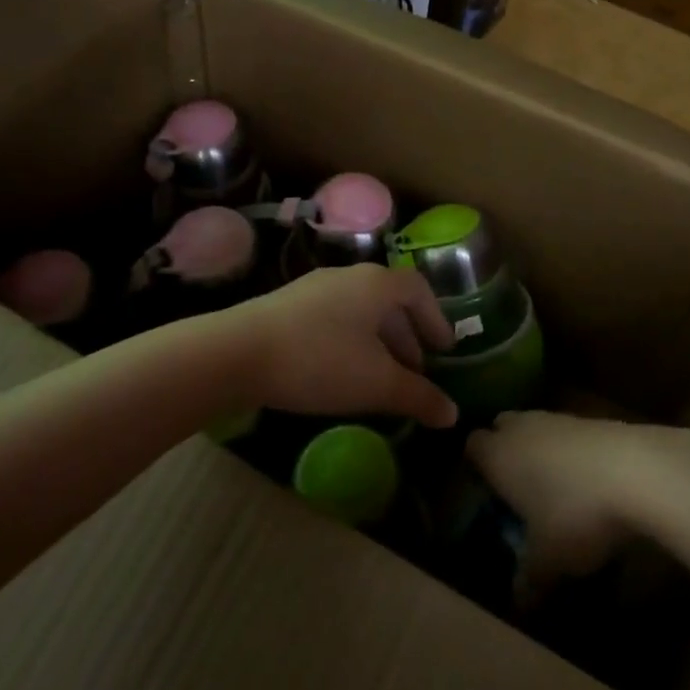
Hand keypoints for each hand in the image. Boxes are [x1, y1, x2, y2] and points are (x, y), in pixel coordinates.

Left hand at [236, 265, 458, 428]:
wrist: (237, 352)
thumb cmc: (320, 361)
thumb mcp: (376, 384)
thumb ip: (418, 396)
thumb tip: (451, 413)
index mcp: (377, 284)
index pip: (418, 290)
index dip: (435, 319)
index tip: (444, 349)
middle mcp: (349, 276)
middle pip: (388, 300)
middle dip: (406, 336)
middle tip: (414, 371)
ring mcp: (315, 287)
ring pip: (360, 310)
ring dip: (377, 341)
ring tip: (379, 377)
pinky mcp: (288, 304)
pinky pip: (334, 317)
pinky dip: (350, 340)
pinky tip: (340, 372)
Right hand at [467, 412, 689, 583]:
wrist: (636, 470)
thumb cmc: (575, 513)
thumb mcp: (548, 559)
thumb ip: (528, 578)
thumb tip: (518, 599)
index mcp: (497, 454)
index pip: (472, 446)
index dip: (476, 466)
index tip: (485, 492)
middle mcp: (521, 428)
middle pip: (502, 427)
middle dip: (506, 451)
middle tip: (517, 488)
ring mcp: (558, 418)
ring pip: (536, 428)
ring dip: (540, 450)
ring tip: (555, 489)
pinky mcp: (591, 419)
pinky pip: (568, 433)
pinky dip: (571, 452)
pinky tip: (589, 482)